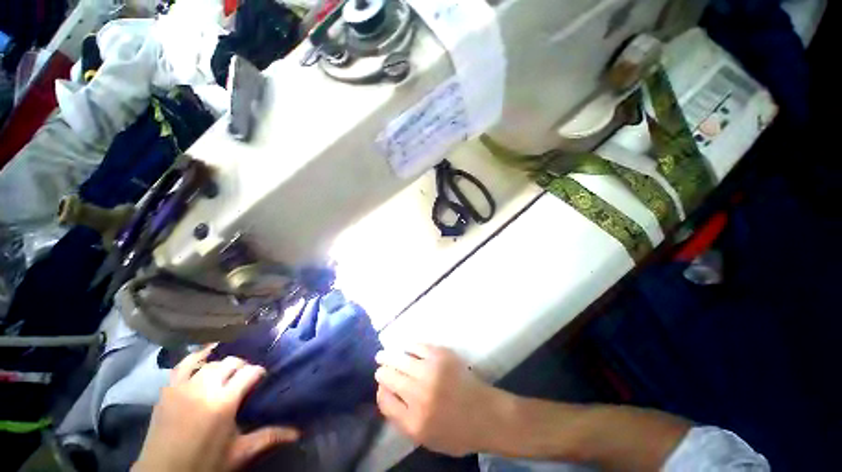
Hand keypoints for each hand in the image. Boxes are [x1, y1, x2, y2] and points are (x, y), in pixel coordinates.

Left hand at [133, 346, 299, 471]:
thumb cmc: (205, 465)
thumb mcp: (239, 453)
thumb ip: (269, 437)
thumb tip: (299, 432)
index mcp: (224, 401)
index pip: (250, 372)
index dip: (259, 372)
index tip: (263, 379)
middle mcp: (204, 387)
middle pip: (231, 363)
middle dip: (242, 366)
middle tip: (245, 378)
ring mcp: (183, 386)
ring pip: (210, 362)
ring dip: (222, 363)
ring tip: (227, 372)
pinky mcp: (168, 389)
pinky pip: (183, 364)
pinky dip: (196, 357)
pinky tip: (203, 356)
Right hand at [374, 345, 509, 455]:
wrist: (485, 414)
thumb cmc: (456, 432)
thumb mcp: (425, 439)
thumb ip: (402, 419)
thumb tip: (386, 394)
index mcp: (413, 421)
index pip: (385, 400)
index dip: (380, 390)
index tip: (381, 385)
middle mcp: (418, 394)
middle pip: (389, 377)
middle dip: (382, 371)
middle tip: (380, 365)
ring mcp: (430, 372)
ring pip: (399, 359)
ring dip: (389, 356)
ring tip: (383, 354)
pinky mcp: (441, 356)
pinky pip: (417, 347)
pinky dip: (408, 347)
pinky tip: (405, 347)